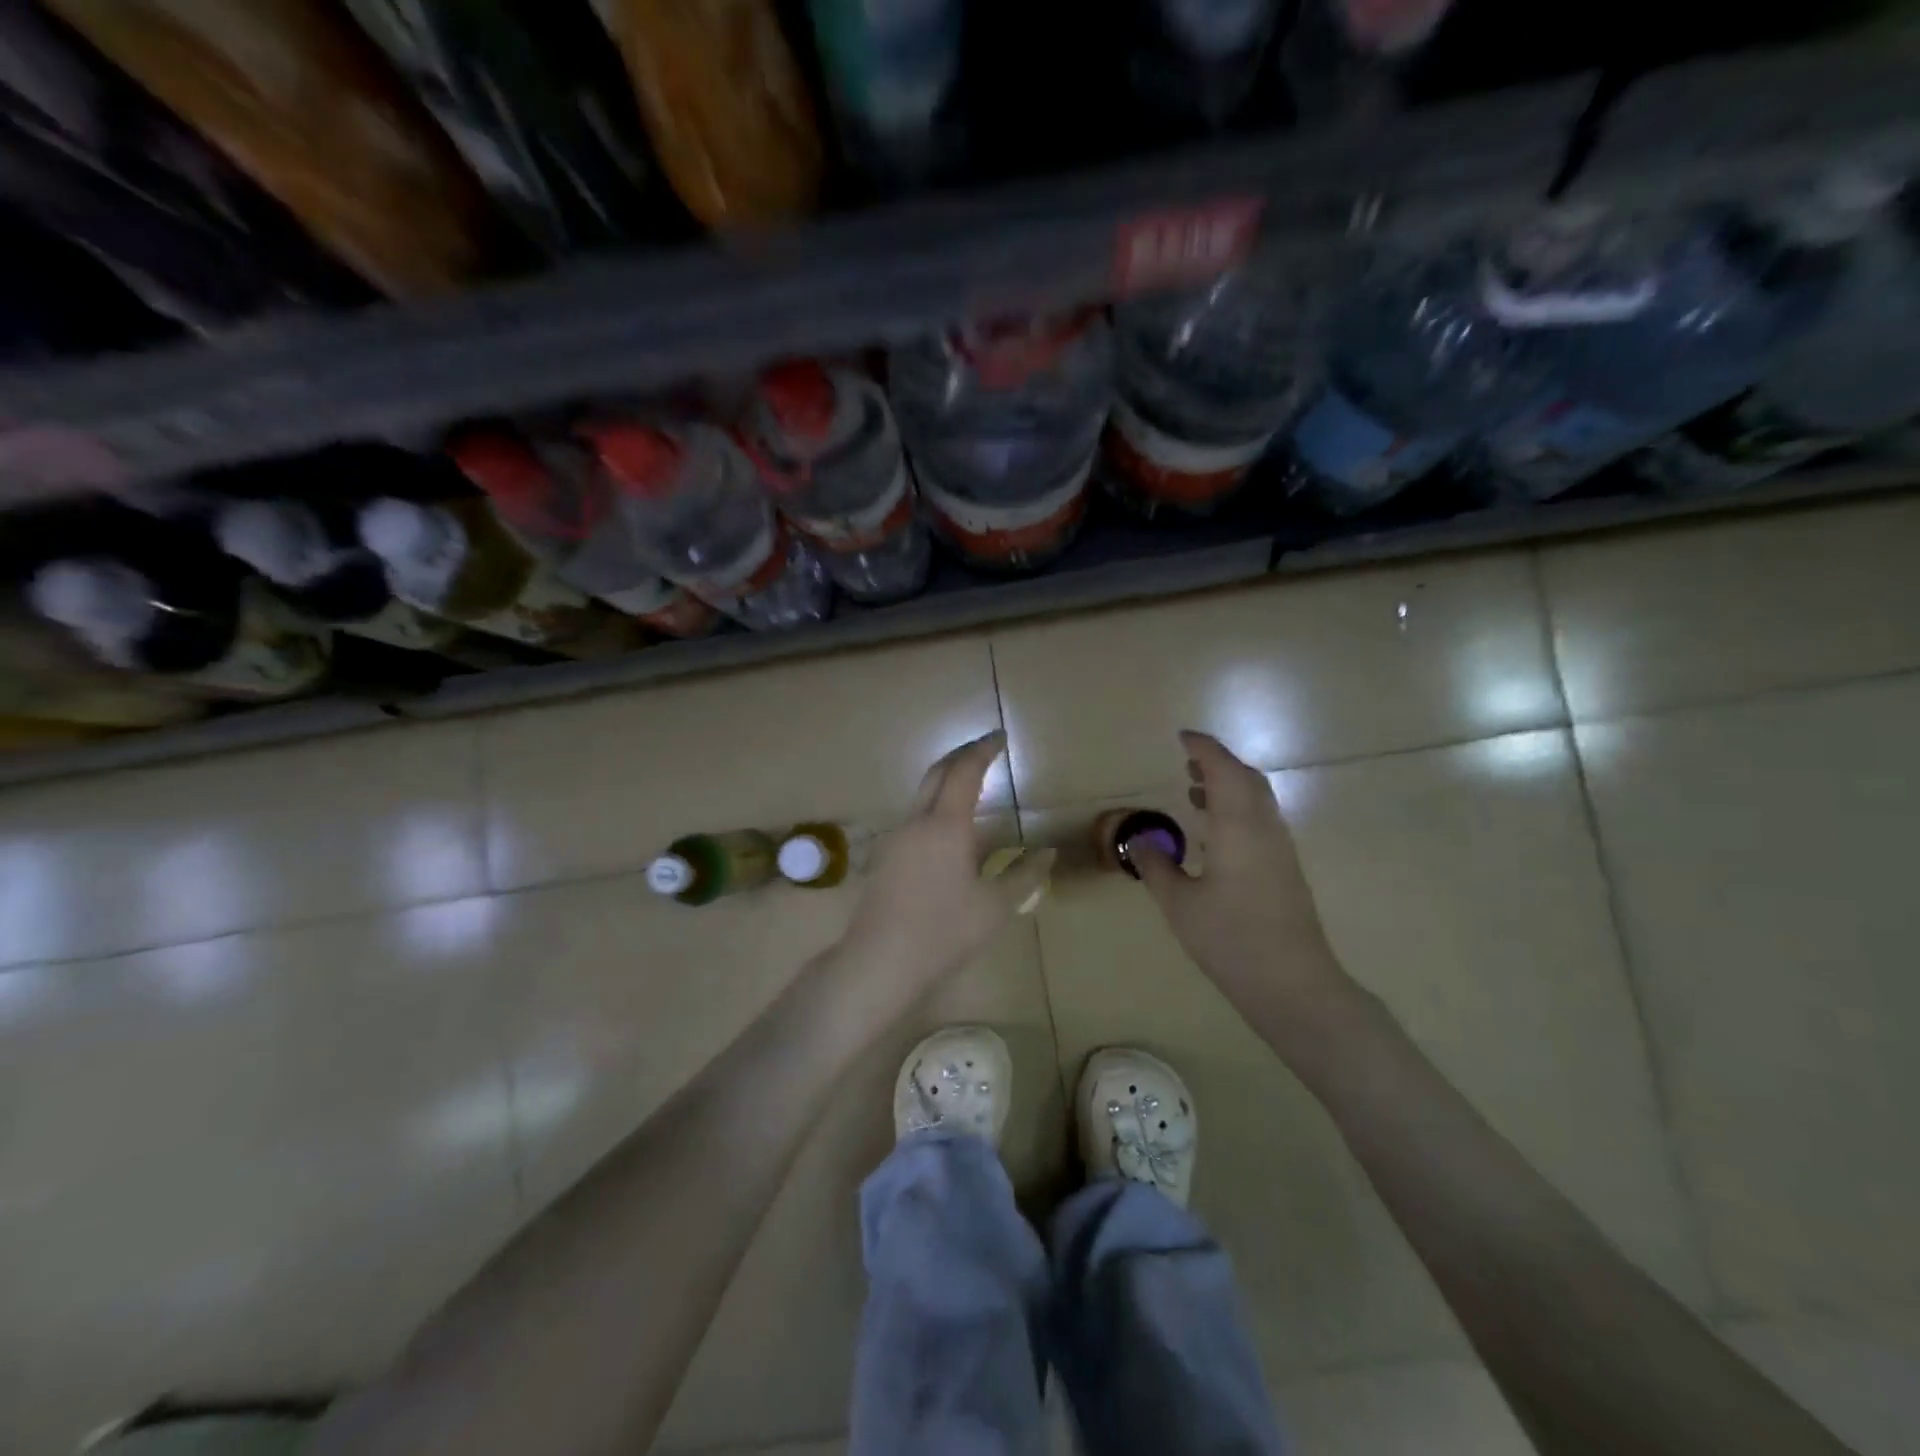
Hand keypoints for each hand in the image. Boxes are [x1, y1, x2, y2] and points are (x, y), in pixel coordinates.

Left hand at [840, 731, 1053, 1000]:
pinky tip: (951, 832)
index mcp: (946, 825)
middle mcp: (917, 822)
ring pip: (923, 796)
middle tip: (985, 750)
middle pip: (937, 773)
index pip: (965, 771)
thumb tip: (1048, 853)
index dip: (983, 750)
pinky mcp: (885, 857)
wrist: (880, 961)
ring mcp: (896, 838)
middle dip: (961, 755)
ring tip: (973, 787)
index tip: (1000, 737)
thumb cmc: (944, 932)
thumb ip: (1024, 875)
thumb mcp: (995, 907)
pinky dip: (936, 808)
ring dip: (947, 782)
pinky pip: (915, 818)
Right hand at [1130, 732, 1349, 1017]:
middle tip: (1188, 762)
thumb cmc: (1230, 939)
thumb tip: (1137, 839)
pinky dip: (1238, 809)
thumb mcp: (1179, 903)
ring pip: (1257, 799)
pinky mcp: (1286, 869)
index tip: (1182, 737)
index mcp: (1237, 826)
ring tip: (1195, 792)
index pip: (1223, 770)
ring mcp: (1280, 848)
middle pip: (1246, 778)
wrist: (1293, 984)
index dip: (1204, 749)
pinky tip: (1215, 833)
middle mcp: (1263, 828)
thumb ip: (1156, 865)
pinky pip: (1261, 820)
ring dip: (1229, 785)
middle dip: (1218, 764)